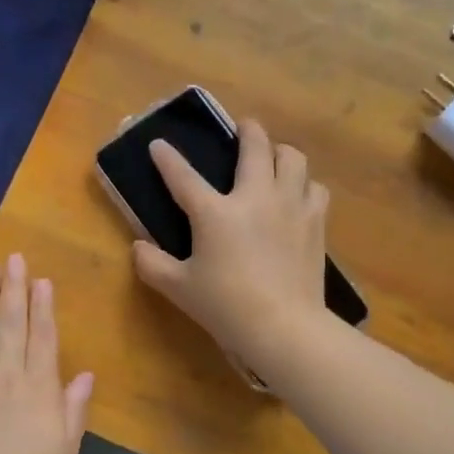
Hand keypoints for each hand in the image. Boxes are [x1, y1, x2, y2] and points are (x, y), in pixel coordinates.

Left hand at [0, 255, 94, 453]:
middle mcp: (5, 375)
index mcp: (38, 387)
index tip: (41, 280)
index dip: (42, 307)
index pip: (42, 337)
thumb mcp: (65, 449)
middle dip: (12, 289)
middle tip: (12, 258)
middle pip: (9, 324)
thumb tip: (85, 375)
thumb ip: (73, 409)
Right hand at [132, 119, 332, 377]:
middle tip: (243, 128)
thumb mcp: (178, 288)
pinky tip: (298, 195)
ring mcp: (290, 205)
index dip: (168, 159)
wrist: (284, 326)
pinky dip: (304, 185)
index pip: (184, 177)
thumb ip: (151, 264)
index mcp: (215, 212)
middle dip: (247, 130)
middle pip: (255, 146)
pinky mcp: (315, 221)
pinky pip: (315, 188)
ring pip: (292, 158)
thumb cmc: (225, 306)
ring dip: (280, 152)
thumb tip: (138, 247)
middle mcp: (255, 197)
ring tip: (274, 159)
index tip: (159, 145)